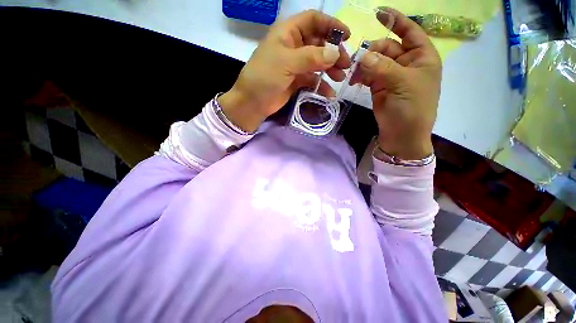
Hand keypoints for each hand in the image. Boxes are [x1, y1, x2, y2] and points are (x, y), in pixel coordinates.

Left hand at [218, 10, 351, 132]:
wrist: (253, 103)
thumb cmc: (265, 77)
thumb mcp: (287, 62)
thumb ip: (312, 57)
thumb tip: (336, 53)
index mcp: (288, 33)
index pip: (313, 20)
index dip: (331, 26)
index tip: (347, 37)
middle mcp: (293, 47)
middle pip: (319, 43)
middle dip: (333, 52)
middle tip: (345, 65)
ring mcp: (295, 65)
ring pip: (318, 62)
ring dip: (330, 69)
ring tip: (340, 78)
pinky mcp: (296, 81)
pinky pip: (313, 80)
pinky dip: (321, 85)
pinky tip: (329, 93)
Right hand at [355, 8, 441, 159]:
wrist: (401, 135)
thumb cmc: (411, 108)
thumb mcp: (401, 84)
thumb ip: (382, 67)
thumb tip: (362, 55)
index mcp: (421, 57)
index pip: (409, 31)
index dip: (395, 20)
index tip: (378, 13)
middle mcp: (406, 63)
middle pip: (387, 47)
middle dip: (372, 51)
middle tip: (357, 61)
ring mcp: (391, 76)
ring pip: (375, 62)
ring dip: (363, 65)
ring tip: (353, 73)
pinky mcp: (379, 87)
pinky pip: (368, 75)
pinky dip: (360, 75)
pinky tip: (353, 80)